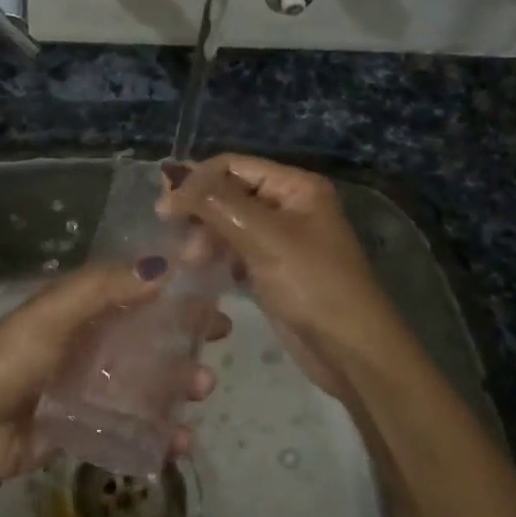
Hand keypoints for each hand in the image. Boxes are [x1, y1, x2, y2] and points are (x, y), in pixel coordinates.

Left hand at [0, 261, 226, 486]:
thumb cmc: (10, 361)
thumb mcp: (52, 315)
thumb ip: (102, 289)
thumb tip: (164, 265)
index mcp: (79, 308)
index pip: (135, 288)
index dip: (173, 286)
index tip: (212, 288)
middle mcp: (89, 342)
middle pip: (148, 333)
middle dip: (185, 334)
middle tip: (219, 340)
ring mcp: (91, 385)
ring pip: (148, 379)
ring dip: (179, 382)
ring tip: (201, 390)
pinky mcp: (90, 426)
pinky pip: (134, 426)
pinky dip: (160, 432)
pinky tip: (180, 442)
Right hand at [158, 154, 402, 397]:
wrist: (350, 351)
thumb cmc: (312, 284)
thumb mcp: (264, 236)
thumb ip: (217, 203)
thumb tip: (174, 181)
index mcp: (295, 186)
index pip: (233, 165)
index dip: (197, 180)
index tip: (164, 208)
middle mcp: (288, 205)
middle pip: (229, 192)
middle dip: (200, 211)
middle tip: (174, 237)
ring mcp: (280, 238)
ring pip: (228, 223)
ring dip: (204, 236)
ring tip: (189, 261)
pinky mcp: (271, 268)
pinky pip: (234, 249)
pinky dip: (215, 255)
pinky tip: (199, 269)